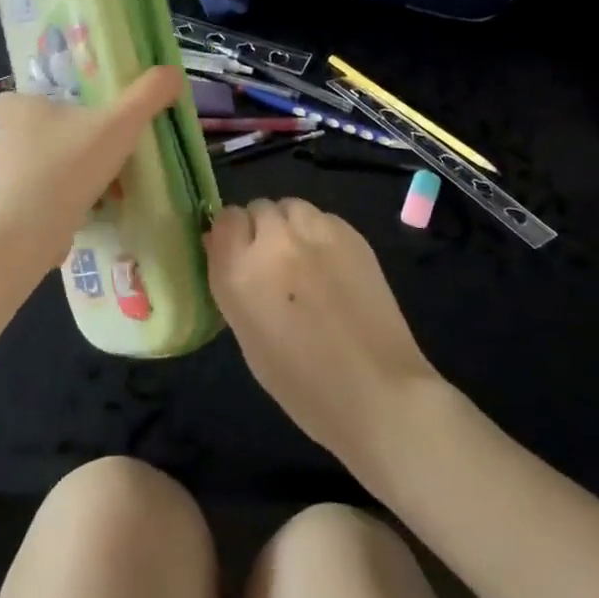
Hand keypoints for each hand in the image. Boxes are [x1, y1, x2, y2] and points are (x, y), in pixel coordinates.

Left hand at [0, 66, 183, 256]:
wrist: (27, 232)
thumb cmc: (68, 166)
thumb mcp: (119, 124)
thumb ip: (148, 95)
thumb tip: (173, 73)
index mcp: (17, 111)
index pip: (9, 100)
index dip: (30, 106)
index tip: (58, 116)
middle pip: (26, 135)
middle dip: (55, 143)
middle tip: (91, 152)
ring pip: (30, 171)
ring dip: (56, 177)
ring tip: (93, 189)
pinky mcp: (0, 215)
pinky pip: (29, 204)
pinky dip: (50, 208)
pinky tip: (79, 216)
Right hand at [205, 198, 440, 470]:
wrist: (377, 391)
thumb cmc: (302, 384)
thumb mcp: (247, 336)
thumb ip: (232, 283)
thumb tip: (220, 246)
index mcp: (239, 272)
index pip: (224, 220)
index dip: (231, 236)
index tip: (240, 255)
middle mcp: (273, 241)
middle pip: (258, 208)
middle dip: (261, 230)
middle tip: (275, 264)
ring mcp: (315, 232)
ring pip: (291, 206)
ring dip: (290, 226)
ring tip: (305, 259)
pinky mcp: (351, 233)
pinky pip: (323, 217)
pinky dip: (320, 233)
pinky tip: (333, 266)